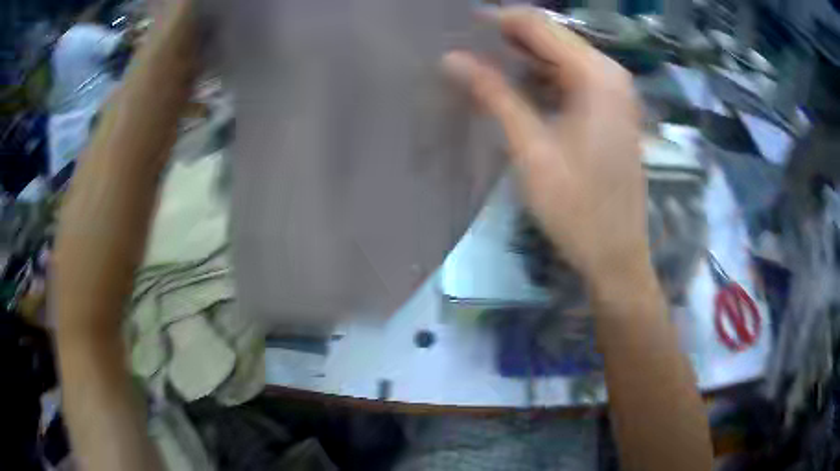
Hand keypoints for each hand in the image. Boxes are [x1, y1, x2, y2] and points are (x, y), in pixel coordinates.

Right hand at [444, 6, 648, 282]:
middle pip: (552, 38)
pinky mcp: (611, 111)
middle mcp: (611, 75)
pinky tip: (514, 88)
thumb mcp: (531, 148)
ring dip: (523, 59)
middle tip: (465, 47)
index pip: (540, 25)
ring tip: (480, 65)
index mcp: (597, 76)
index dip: (498, 20)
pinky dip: (542, 78)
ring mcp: (615, 93)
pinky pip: (572, 79)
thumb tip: (451, 58)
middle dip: (508, 38)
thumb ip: (493, 95)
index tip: (459, 25)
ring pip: (561, 58)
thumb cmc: (577, 207)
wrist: (616, 253)